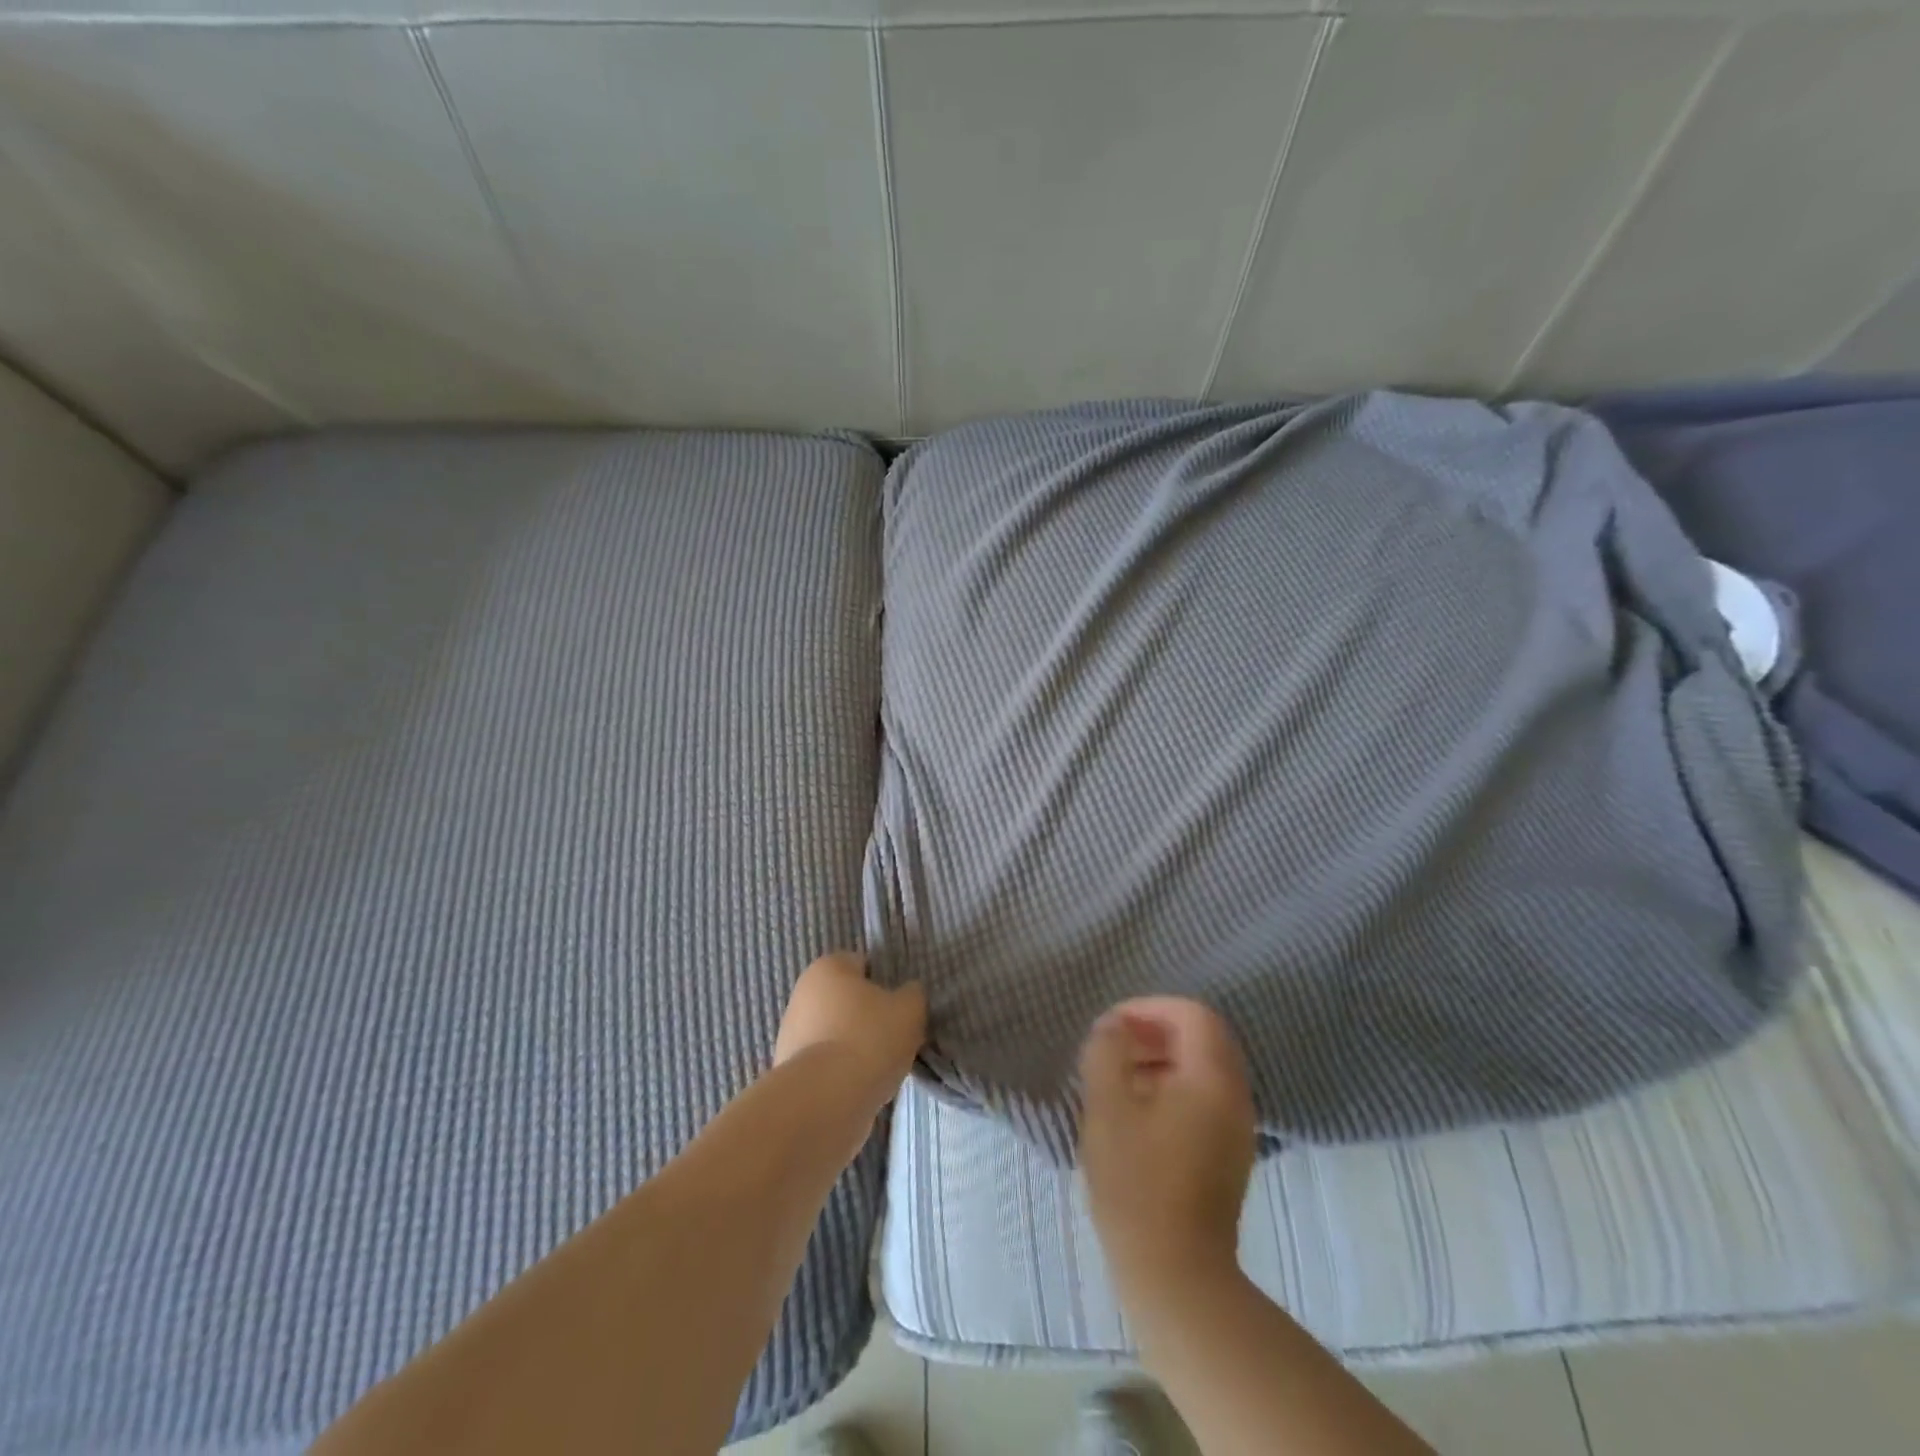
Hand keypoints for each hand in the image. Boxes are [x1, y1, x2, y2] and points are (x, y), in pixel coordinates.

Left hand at [774, 952, 925, 1095]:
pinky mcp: (787, 1069)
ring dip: (852, 1046)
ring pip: (833, 1032)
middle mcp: (802, 992)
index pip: (861, 964)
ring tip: (877, 1068)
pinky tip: (857, 1087)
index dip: (883, 983)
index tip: (898, 1007)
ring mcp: (789, 1032)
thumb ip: (912, 994)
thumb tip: (907, 994)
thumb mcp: (909, 1010)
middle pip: (845, 1000)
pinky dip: (839, 1072)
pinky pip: (824, 1063)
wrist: (825, 1100)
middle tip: (891, 1038)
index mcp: (828, 967)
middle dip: (866, 1016)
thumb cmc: (869, 1039)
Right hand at [1077, 997, 1255, 1299]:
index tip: (1112, 1026)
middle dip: (1155, 1030)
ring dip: (1161, 1059)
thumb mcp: (1107, 1106)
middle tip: (1114, 1045)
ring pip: (1203, 1068)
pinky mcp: (1228, 1156)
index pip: (1192, 1014)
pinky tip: (1137, 1113)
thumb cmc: (1137, 1182)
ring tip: (1118, 1077)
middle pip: (1203, 1038)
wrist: (1175, 1274)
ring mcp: (1237, 1129)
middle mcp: (1235, 1096)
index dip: (1149, 1008)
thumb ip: (1106, 1051)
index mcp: (1213, 1078)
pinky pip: (1204, 1098)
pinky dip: (1172, 1087)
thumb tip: (1112, 1027)